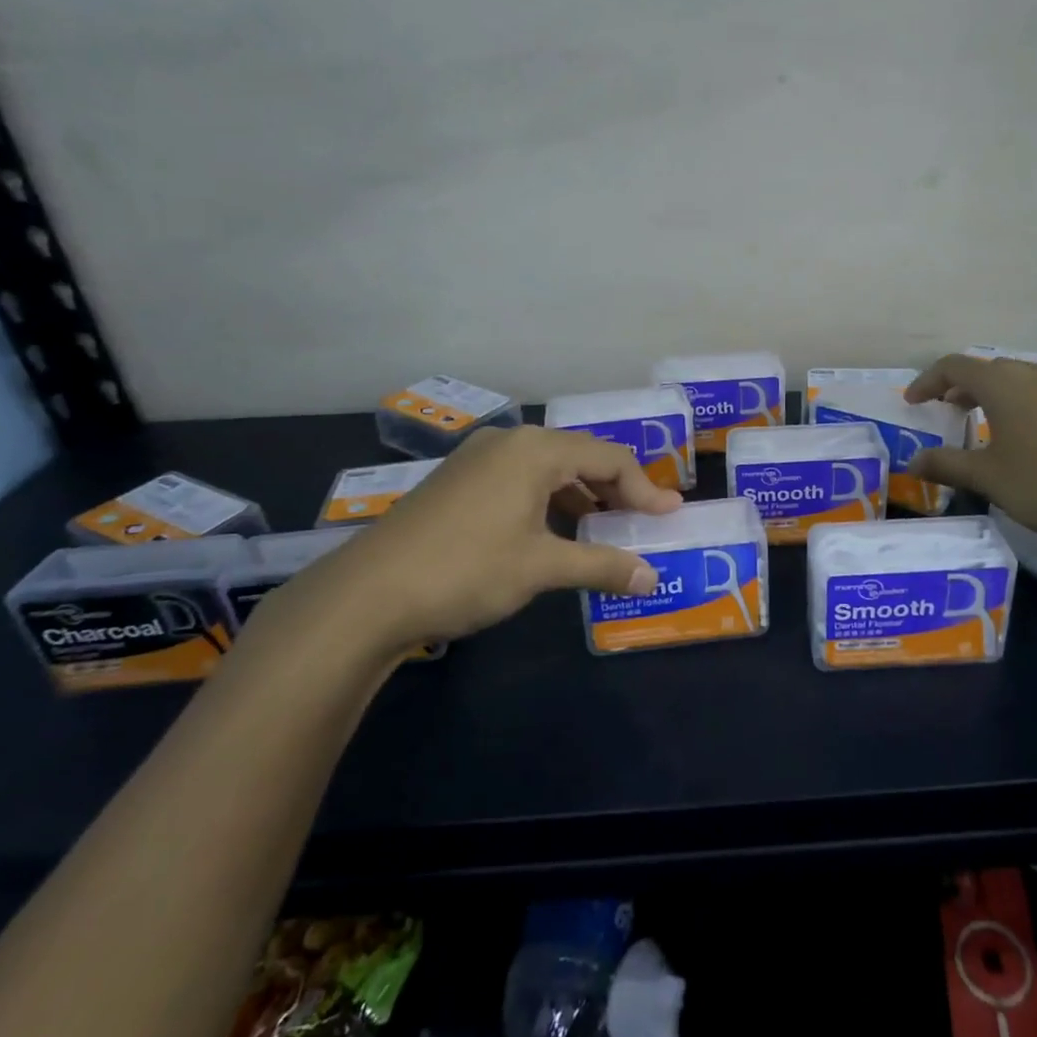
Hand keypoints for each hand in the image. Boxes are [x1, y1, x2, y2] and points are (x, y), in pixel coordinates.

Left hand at [252, 426, 681, 666]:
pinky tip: (553, 533)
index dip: (645, 489)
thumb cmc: (467, 569)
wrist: (368, 594)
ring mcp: (477, 459)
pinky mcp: (457, 482)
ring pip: (547, 469)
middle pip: (579, 457)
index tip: (669, 517)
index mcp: (536, 449)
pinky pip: (519, 481)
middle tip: (641, 521)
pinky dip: (548, 502)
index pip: (609, 458)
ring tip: (603, 530)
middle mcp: (509, 442)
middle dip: (615, 490)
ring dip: (581, 497)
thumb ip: (602, 566)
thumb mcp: (542, 567)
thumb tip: (652, 578)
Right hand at [902, 354, 1036, 543]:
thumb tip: (914, 461)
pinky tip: (1036, 435)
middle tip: (949, 411)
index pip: (954, 366)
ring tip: (991, 421)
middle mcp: (1036, 374)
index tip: (914, 402)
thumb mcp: (988, 478)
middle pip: (990, 369)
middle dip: (963, 387)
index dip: (928, 381)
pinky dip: (1030, 403)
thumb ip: (946, 465)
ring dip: (999, 393)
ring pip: (1024, 379)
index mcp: (1003, 385)